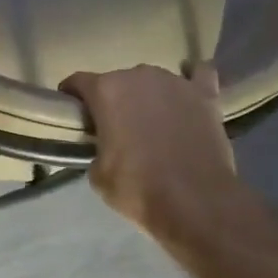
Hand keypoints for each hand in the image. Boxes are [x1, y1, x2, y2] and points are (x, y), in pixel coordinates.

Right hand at [60, 64, 239, 235]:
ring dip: (149, 95)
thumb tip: (107, 147)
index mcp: (106, 91)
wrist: (194, 202)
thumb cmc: (138, 189)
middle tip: (118, 126)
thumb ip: (97, 148)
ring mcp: (175, 82)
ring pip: (154, 80)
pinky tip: (189, 93)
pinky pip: (199, 75)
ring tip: (155, 120)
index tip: (73, 108)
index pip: (79, 81)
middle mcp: (138, 76)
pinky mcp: (205, 95)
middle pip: (118, 80)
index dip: (73, 94)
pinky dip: (193, 80)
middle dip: (114, 99)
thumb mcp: (98, 174)